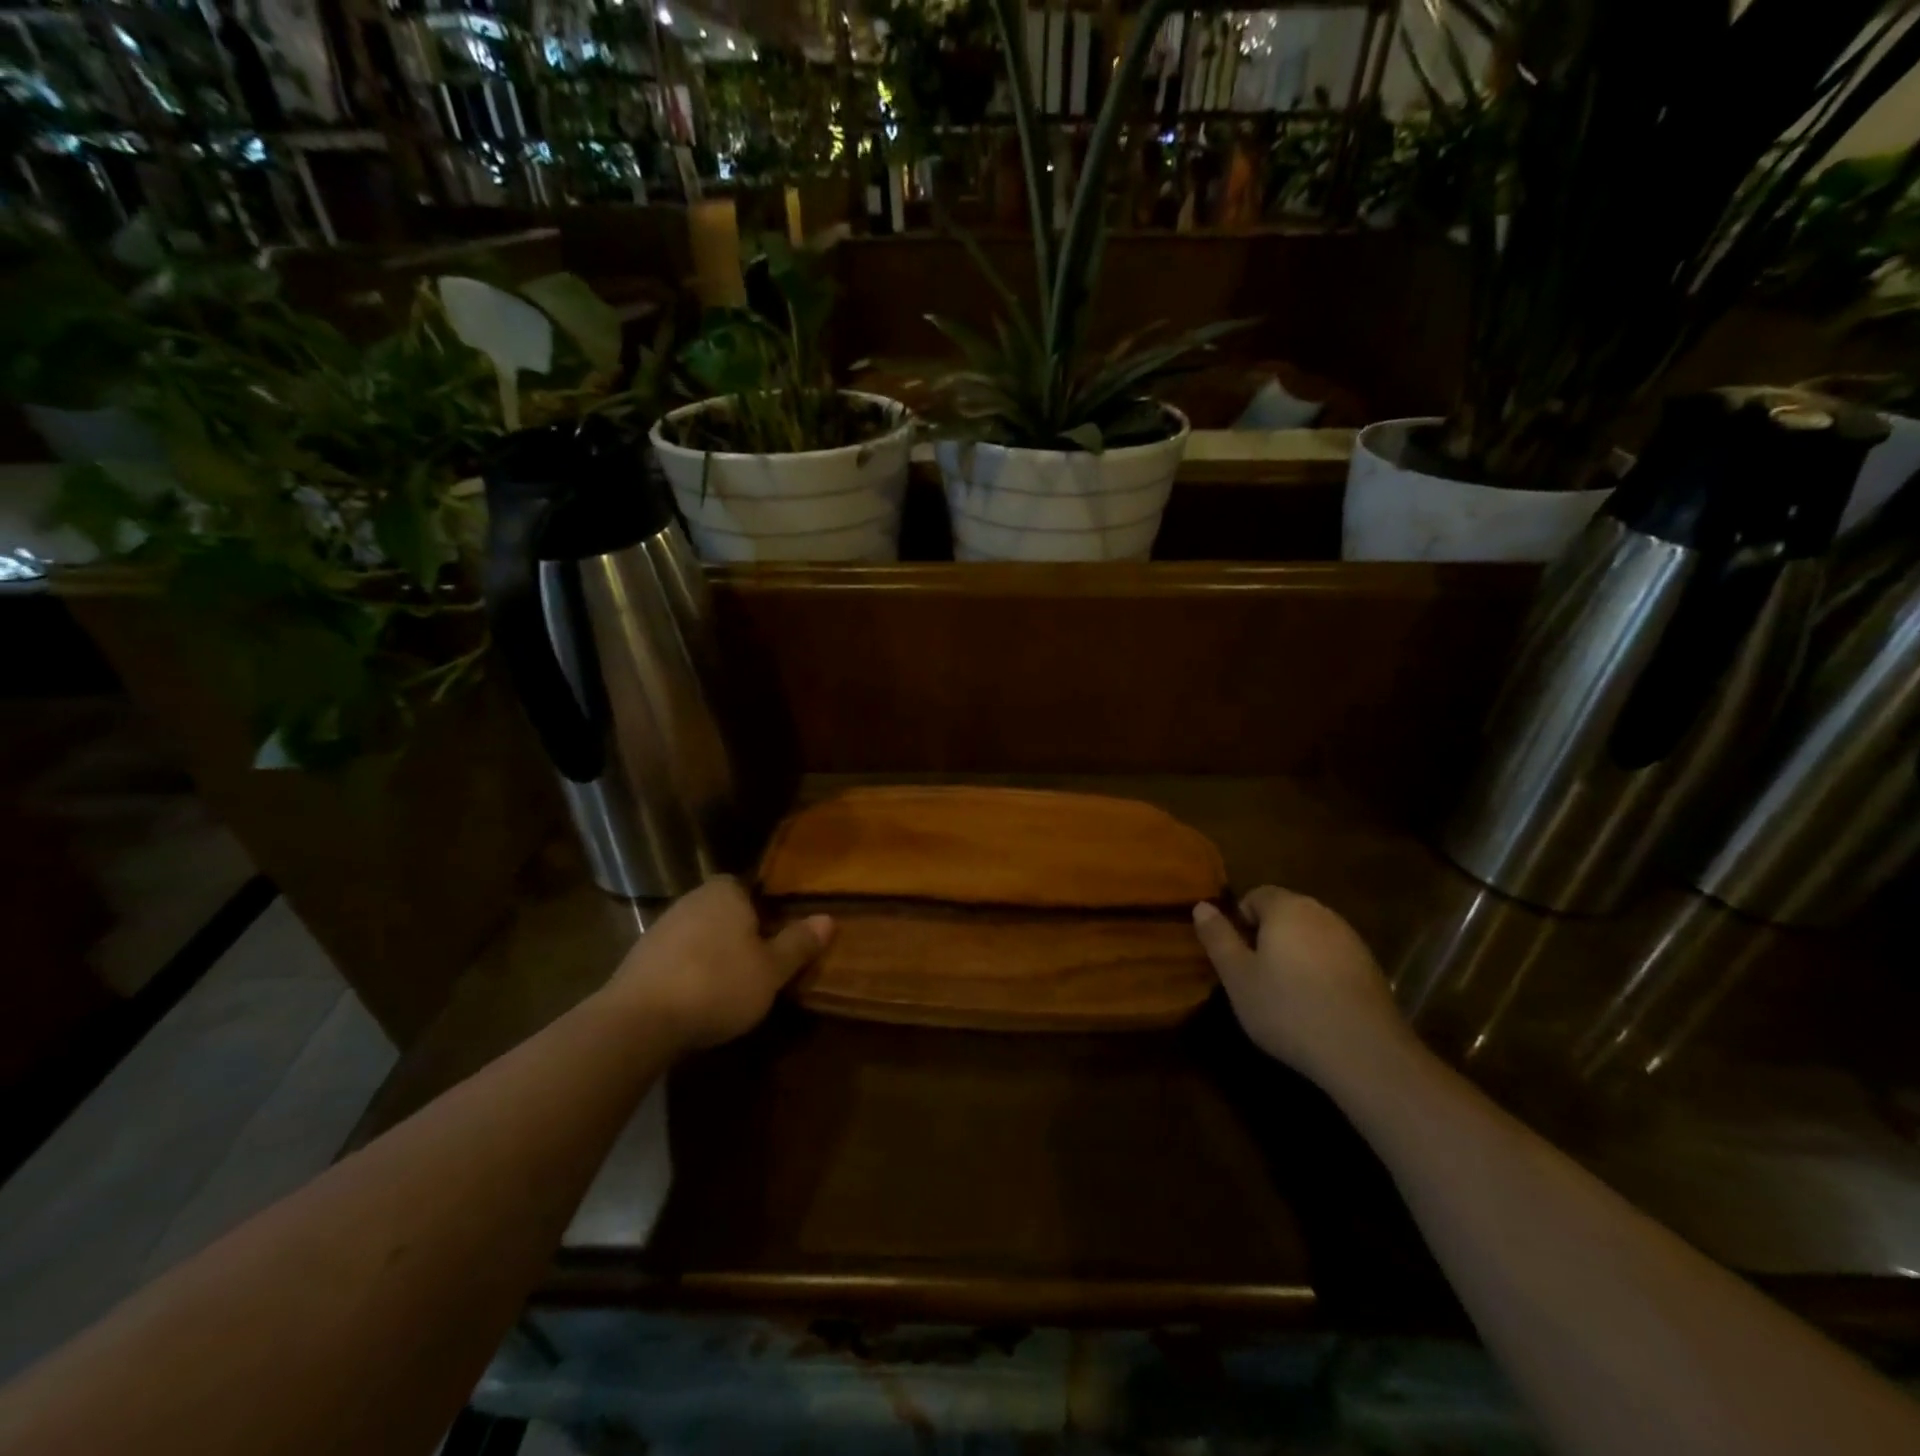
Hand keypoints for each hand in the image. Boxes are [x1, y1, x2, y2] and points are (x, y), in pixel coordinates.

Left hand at [605, 876, 832, 1051]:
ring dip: (712, 954)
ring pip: (699, 934)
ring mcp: (661, 928)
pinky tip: (697, 999)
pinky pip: (676, 958)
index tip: (777, 935)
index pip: (749, 886)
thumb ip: (798, 943)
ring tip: (730, 986)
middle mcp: (692, 900)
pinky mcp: (639, 959)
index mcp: (725, 892)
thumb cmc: (718, 984)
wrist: (638, 1021)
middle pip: (724, 910)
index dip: (765, 909)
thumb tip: (828, 919)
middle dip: (739, 933)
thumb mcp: (771, 970)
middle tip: (760, 963)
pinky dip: (688, 972)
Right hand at [1193, 886, 1411, 1086]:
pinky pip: (1333, 957)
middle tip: (1255, 975)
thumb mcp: (1237, 976)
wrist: (1364, 1053)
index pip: (1256, 895)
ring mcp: (1351, 940)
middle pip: (1285, 913)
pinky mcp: (1371, 968)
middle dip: (1267, 936)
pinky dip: (1320, 971)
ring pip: (1310, 935)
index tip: (1236, 955)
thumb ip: (1218, 937)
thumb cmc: (1288, 1008)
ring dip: (1294, 954)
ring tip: (1285, 993)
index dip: (1240, 920)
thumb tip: (1202, 906)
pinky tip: (1316, 1006)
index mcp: (1286, 908)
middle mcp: (1321, 914)